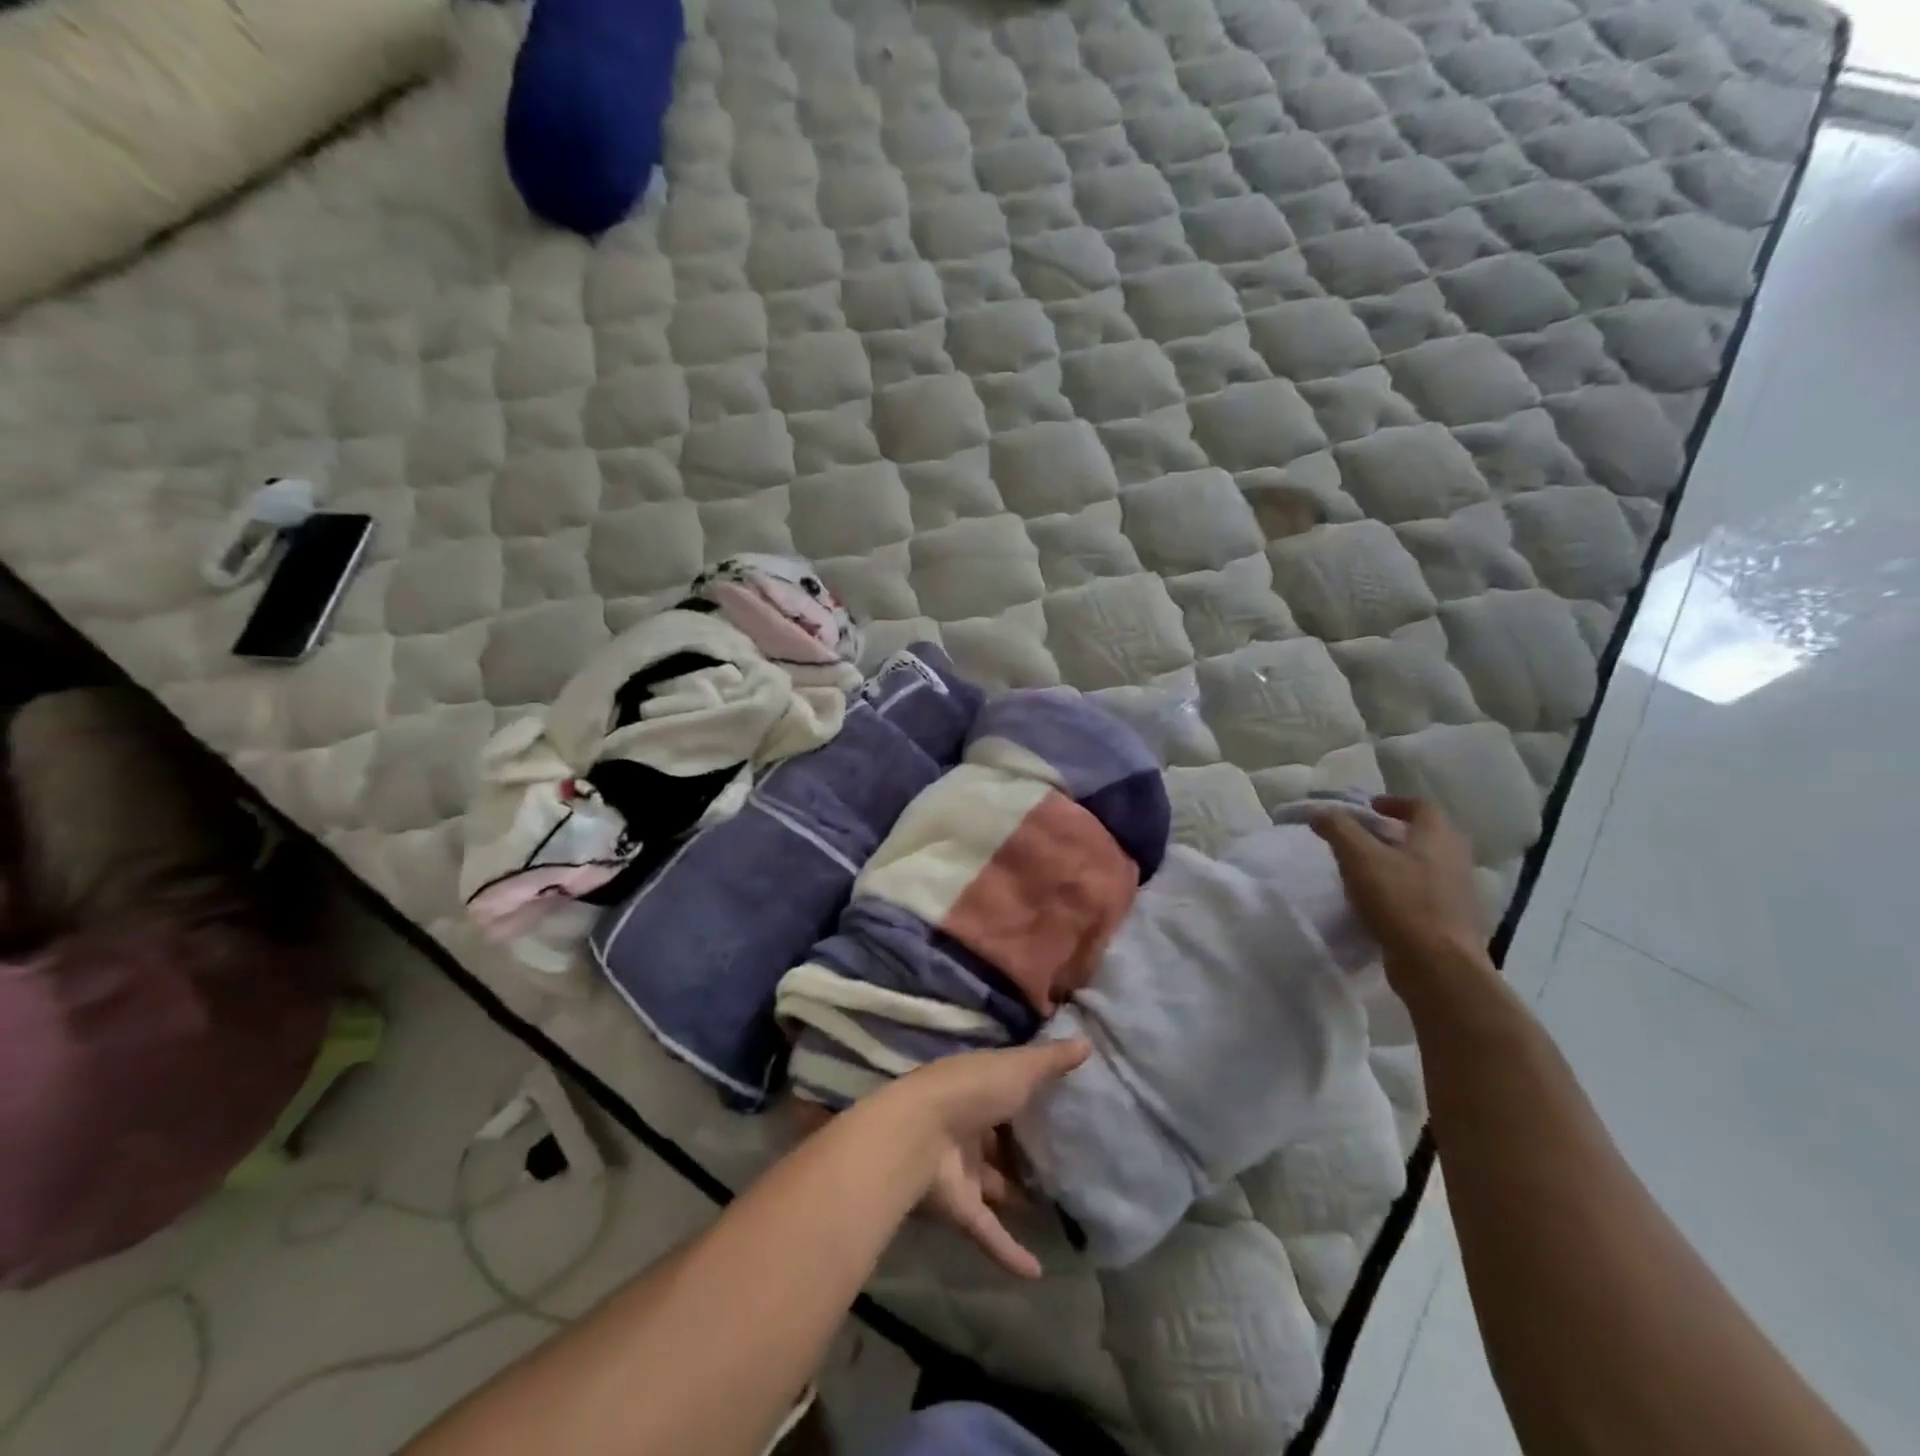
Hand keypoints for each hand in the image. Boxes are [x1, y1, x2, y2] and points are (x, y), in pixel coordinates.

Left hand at [874, 1041, 1089, 1279]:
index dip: (1033, 1095)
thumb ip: (1051, 1061)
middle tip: (1072, 1163)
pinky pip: (988, 1231)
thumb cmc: (971, 1091)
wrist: (919, 1137)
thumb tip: (1086, 1042)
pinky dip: (1009, 1251)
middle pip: (1002, 1139)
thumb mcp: (1018, 1068)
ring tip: (1063, 1211)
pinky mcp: (960, 1207)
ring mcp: (962, 1168)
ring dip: (1020, 1197)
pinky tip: (1038, 1272)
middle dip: (1027, 1150)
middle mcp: (969, 1125)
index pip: (1008, 1089)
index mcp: (979, 1087)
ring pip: (996, 1184)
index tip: (1068, 1106)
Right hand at [1311, 796, 1489, 991]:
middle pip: (1427, 835)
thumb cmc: (1401, 901)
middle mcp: (1455, 859)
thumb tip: (1318, 811)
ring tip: (1367, 870)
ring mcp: (1457, 892)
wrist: (1438, 966)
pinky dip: (1404, 889)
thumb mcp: (1359, 858)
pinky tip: (1381, 902)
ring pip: (1426, 865)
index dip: (1393, 802)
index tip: (1368, 808)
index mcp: (1438, 837)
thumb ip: (1338, 829)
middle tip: (1365, 836)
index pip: (1420, 806)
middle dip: (1396, 832)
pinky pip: (1425, 893)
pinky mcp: (1451, 920)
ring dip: (1399, 862)